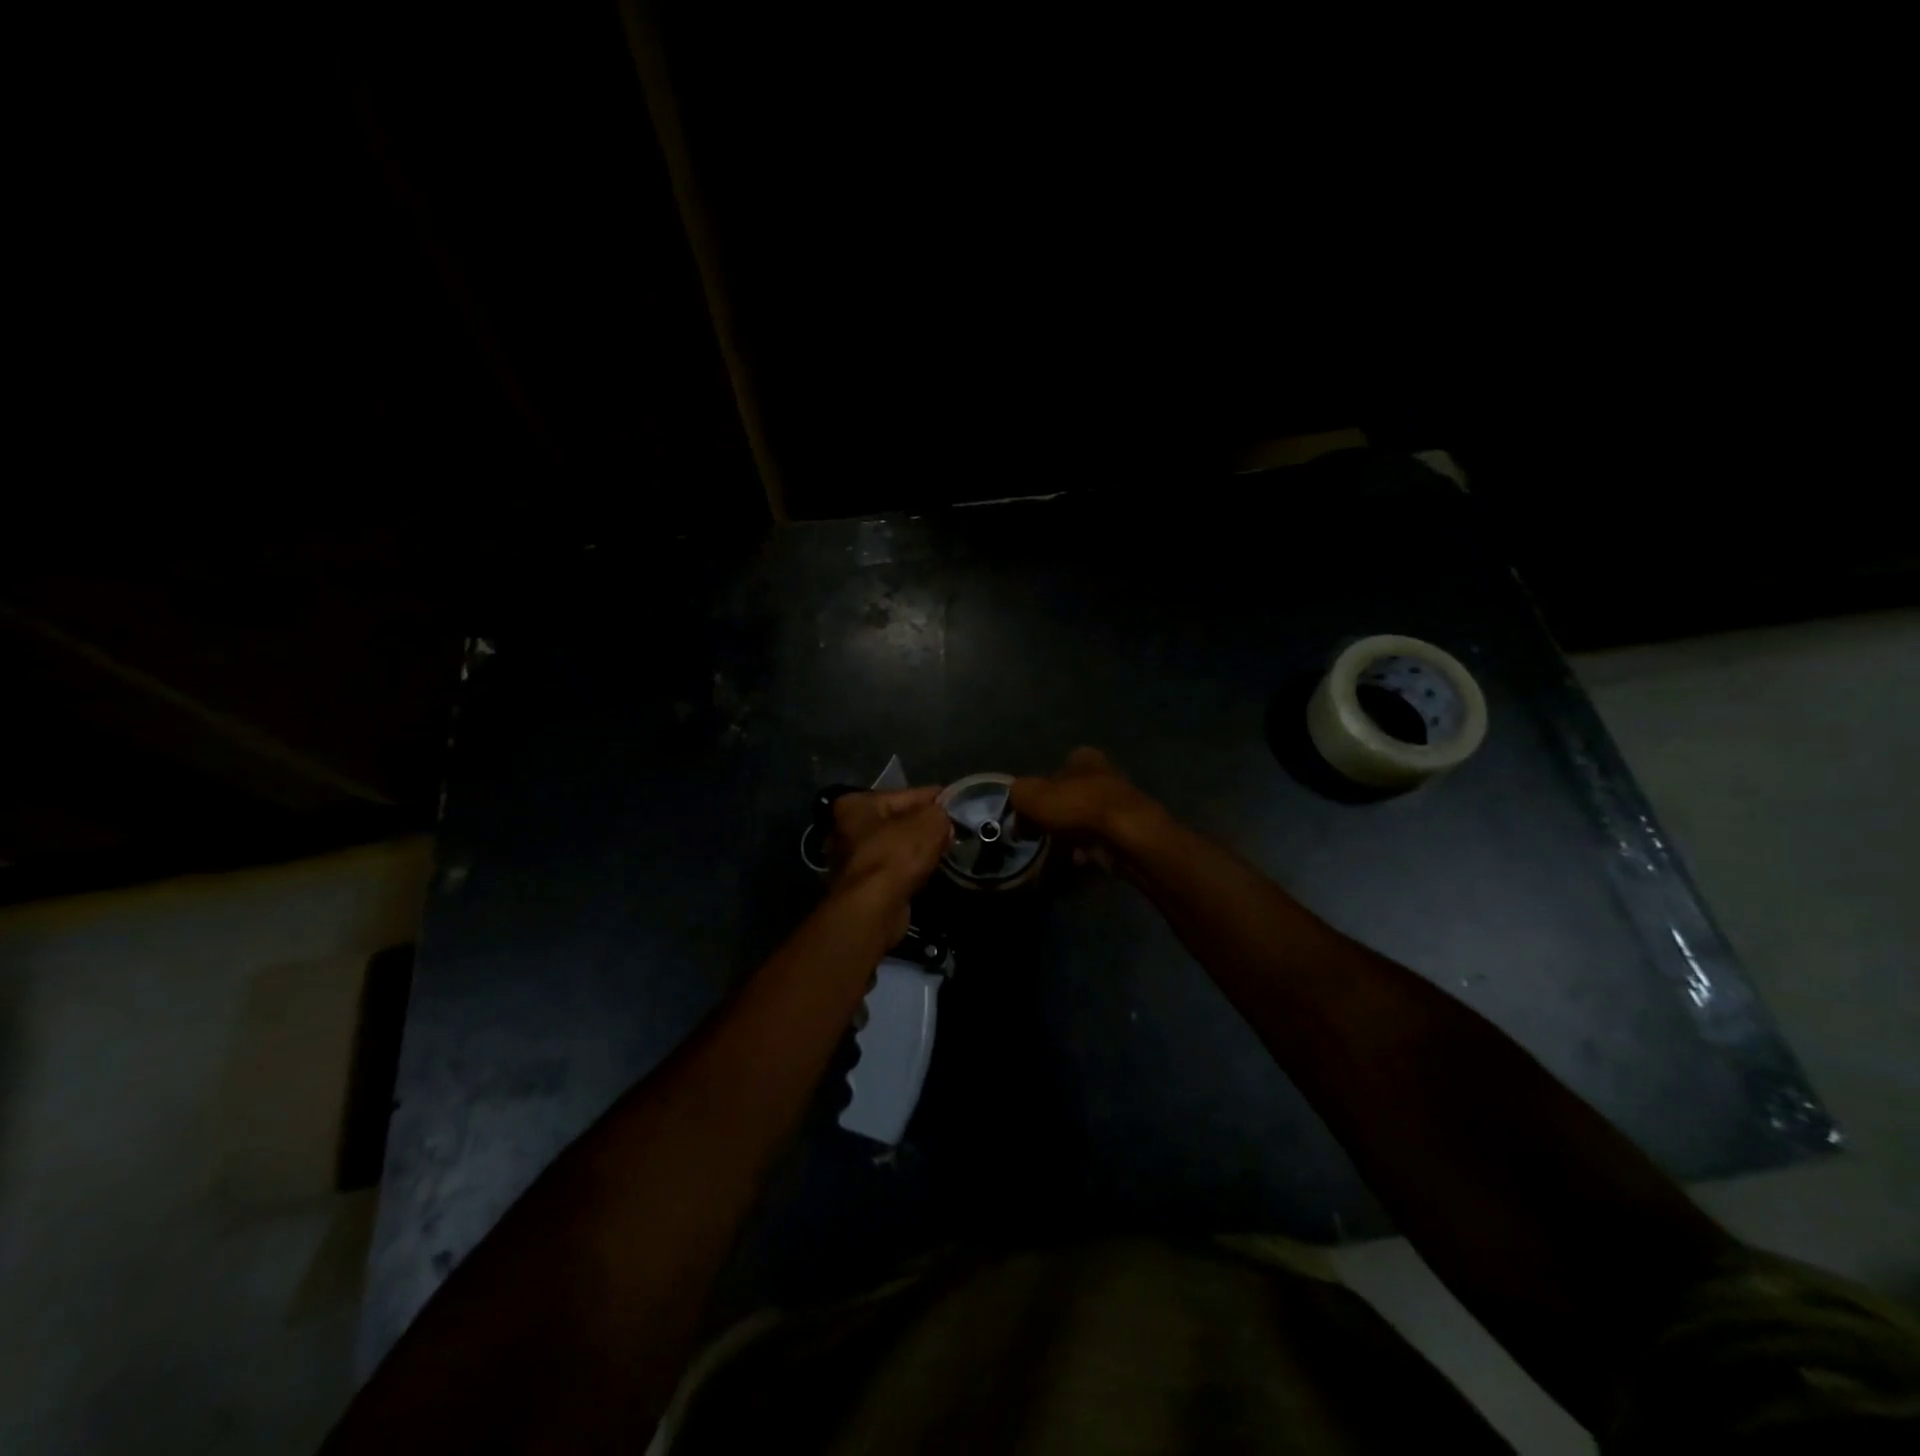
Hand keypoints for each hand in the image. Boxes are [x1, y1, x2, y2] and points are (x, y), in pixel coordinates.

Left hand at [827, 786, 953, 938]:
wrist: (873, 909)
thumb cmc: (895, 856)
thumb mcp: (929, 823)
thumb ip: (940, 813)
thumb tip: (943, 820)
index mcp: (856, 803)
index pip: (906, 794)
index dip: (936, 799)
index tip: (959, 803)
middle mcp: (846, 828)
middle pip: (899, 820)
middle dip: (925, 826)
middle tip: (954, 831)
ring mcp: (852, 859)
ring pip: (897, 846)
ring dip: (918, 850)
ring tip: (946, 851)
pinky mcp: (862, 885)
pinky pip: (894, 869)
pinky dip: (911, 870)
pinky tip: (930, 872)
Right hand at [1009, 748, 1168, 867]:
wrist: (1125, 835)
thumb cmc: (1077, 806)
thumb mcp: (1031, 795)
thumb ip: (1018, 795)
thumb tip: (1016, 808)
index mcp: (1084, 758)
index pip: (1058, 767)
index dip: (1042, 788)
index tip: (1031, 808)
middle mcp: (1105, 775)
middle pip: (1072, 795)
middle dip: (1056, 813)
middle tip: (1038, 832)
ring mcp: (1119, 805)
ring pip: (1085, 819)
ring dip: (1070, 834)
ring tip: (1054, 849)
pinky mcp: (1128, 831)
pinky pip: (1099, 840)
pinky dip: (1087, 850)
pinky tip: (1076, 860)